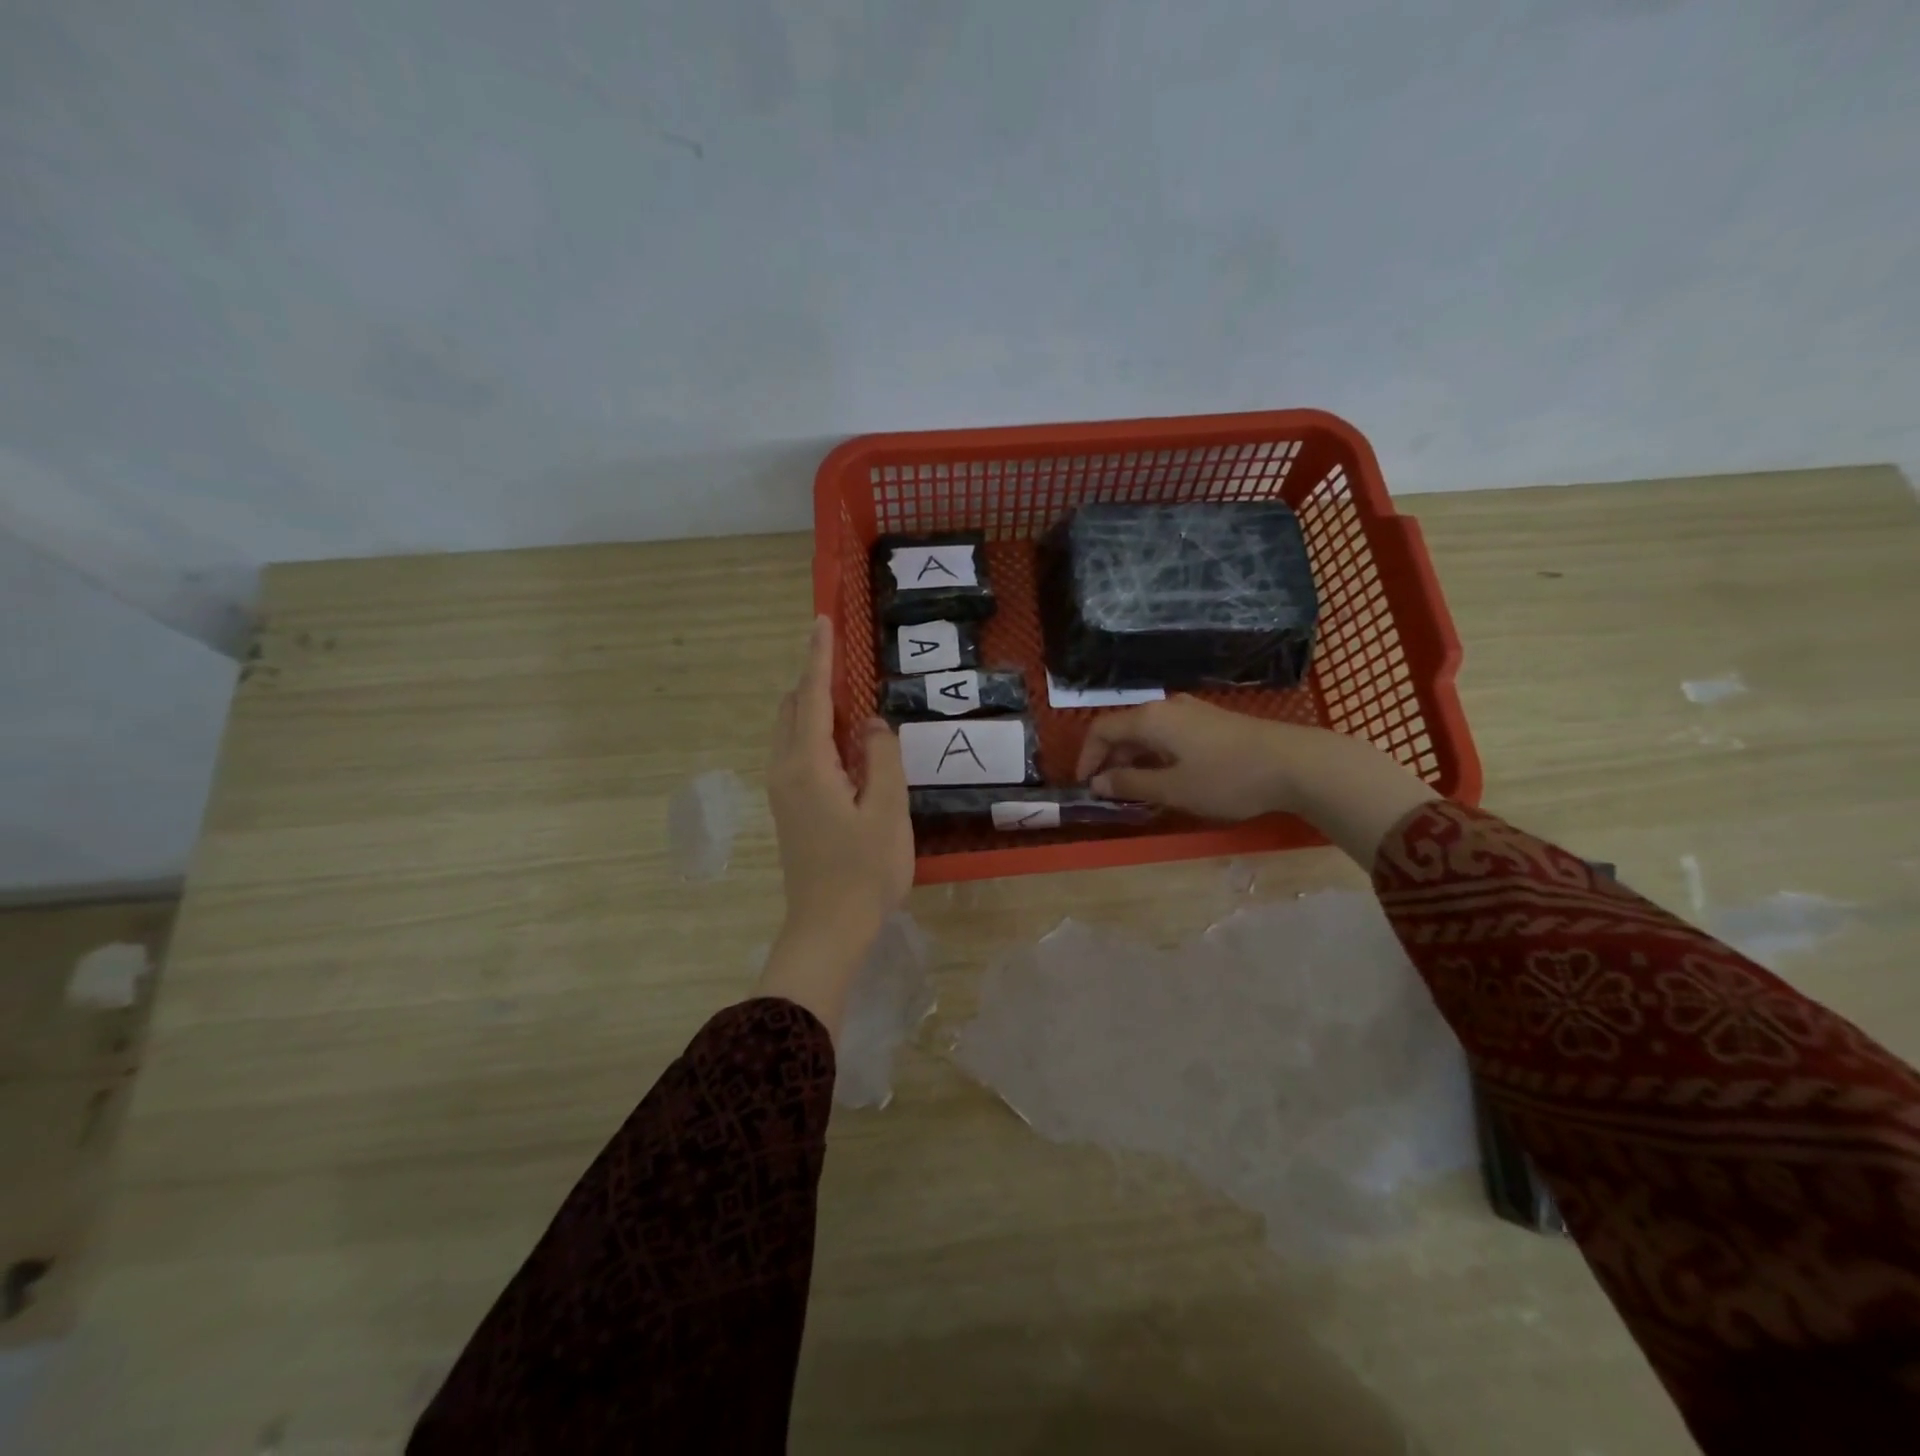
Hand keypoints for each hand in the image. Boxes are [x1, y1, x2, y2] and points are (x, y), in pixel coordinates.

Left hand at [760, 618, 912, 1035]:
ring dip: (814, 706)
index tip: (820, 620)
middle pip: (794, 708)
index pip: (813, 696)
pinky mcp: (789, 808)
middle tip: (844, 657)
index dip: (819, 657)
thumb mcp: (888, 811)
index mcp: (808, 764)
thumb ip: (882, 757)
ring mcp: (782, 790)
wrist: (827, 928)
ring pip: (791, 731)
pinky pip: (796, 751)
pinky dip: (814, 731)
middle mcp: (785, 769)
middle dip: (814, 678)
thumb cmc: (864, 870)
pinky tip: (843, 742)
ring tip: (849, 696)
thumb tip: (873, 724)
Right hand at [1074, 695, 1307, 819]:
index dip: (1087, 756)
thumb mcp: (1173, 789)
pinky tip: (1168, 778)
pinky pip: (1169, 735)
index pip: (1101, 729)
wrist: (1296, 763)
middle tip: (1109, 793)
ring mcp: (1192, 712)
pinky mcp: (1212, 722)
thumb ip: (1130, 785)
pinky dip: (1156, 756)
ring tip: (1137, 790)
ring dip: (1134, 760)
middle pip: (1124, 729)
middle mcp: (1166, 707)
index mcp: (1150, 718)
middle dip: (1110, 760)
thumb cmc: (1227, 778)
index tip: (1085, 785)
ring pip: (1148, 733)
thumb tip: (1098, 782)